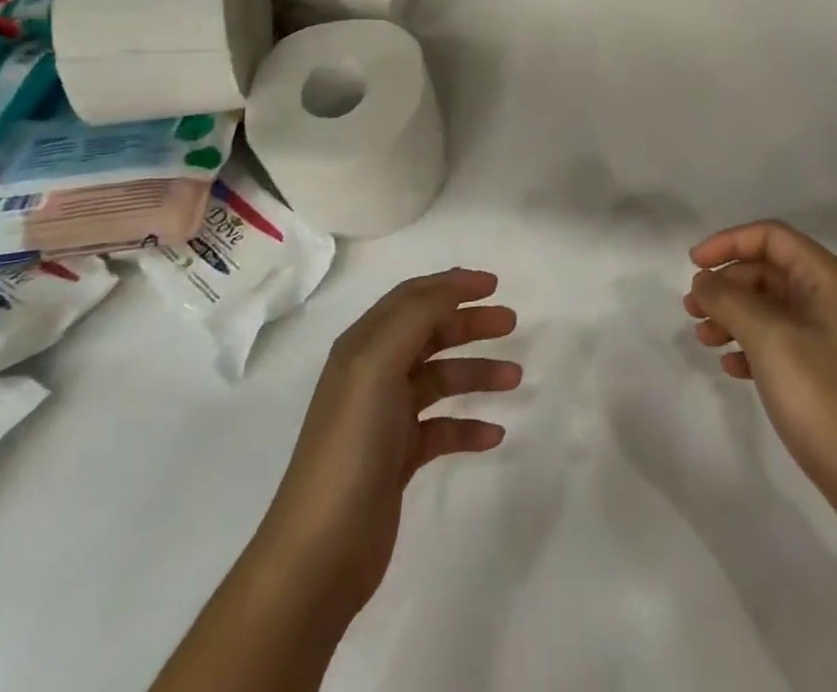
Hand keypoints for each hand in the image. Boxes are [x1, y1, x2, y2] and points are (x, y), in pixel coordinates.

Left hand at [254, 268, 519, 628]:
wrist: (320, 552)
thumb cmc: (351, 445)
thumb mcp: (378, 365)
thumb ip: (416, 317)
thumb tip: (452, 288)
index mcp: (363, 346)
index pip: (412, 298)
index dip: (451, 284)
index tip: (494, 284)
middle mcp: (373, 374)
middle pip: (430, 333)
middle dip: (470, 324)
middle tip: (512, 324)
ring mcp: (385, 417)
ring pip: (441, 379)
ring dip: (478, 372)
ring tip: (515, 379)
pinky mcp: (397, 458)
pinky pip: (442, 427)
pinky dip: (469, 426)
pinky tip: (494, 435)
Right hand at [685, 221, 836, 539]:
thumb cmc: (828, 401)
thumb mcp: (771, 341)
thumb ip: (731, 301)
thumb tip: (704, 280)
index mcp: (827, 278)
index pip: (770, 236)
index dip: (728, 243)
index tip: (693, 266)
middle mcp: (831, 298)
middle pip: (768, 270)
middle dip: (727, 284)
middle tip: (691, 309)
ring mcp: (830, 337)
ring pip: (770, 307)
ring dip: (733, 315)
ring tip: (703, 338)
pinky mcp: (826, 372)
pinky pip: (779, 341)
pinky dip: (750, 345)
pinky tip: (731, 367)